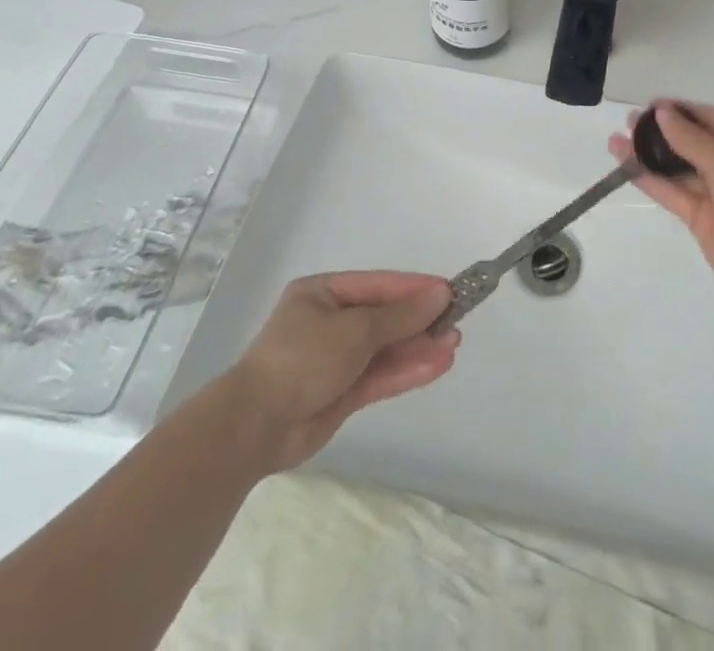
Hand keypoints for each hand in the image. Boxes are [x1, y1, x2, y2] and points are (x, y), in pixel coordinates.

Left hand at [231, 271, 459, 470]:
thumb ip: (401, 315)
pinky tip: (437, 365)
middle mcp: (330, 323)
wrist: (255, 427)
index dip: (416, 289)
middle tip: (457, 321)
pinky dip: (407, 370)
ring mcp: (335, 360)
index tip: (450, 291)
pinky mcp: (341, 393)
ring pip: (386, 349)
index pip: (380, 285)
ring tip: (454, 343)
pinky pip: (380, 376)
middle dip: (420, 321)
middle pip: (385, 318)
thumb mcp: (356, 329)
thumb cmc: (302, 358)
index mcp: (323, 294)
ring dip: (419, 347)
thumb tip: (440, 294)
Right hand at [610, 102, 713, 312]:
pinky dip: (652, 181)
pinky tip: (627, 166)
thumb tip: (662, 113)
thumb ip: (692, 139)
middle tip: (629, 121)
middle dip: (663, 133)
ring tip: (617, 140)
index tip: (651, 105)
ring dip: (650, 156)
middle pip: (695, 144)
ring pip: (680, 170)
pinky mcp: (704, 222)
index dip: (683, 111)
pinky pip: (675, 194)